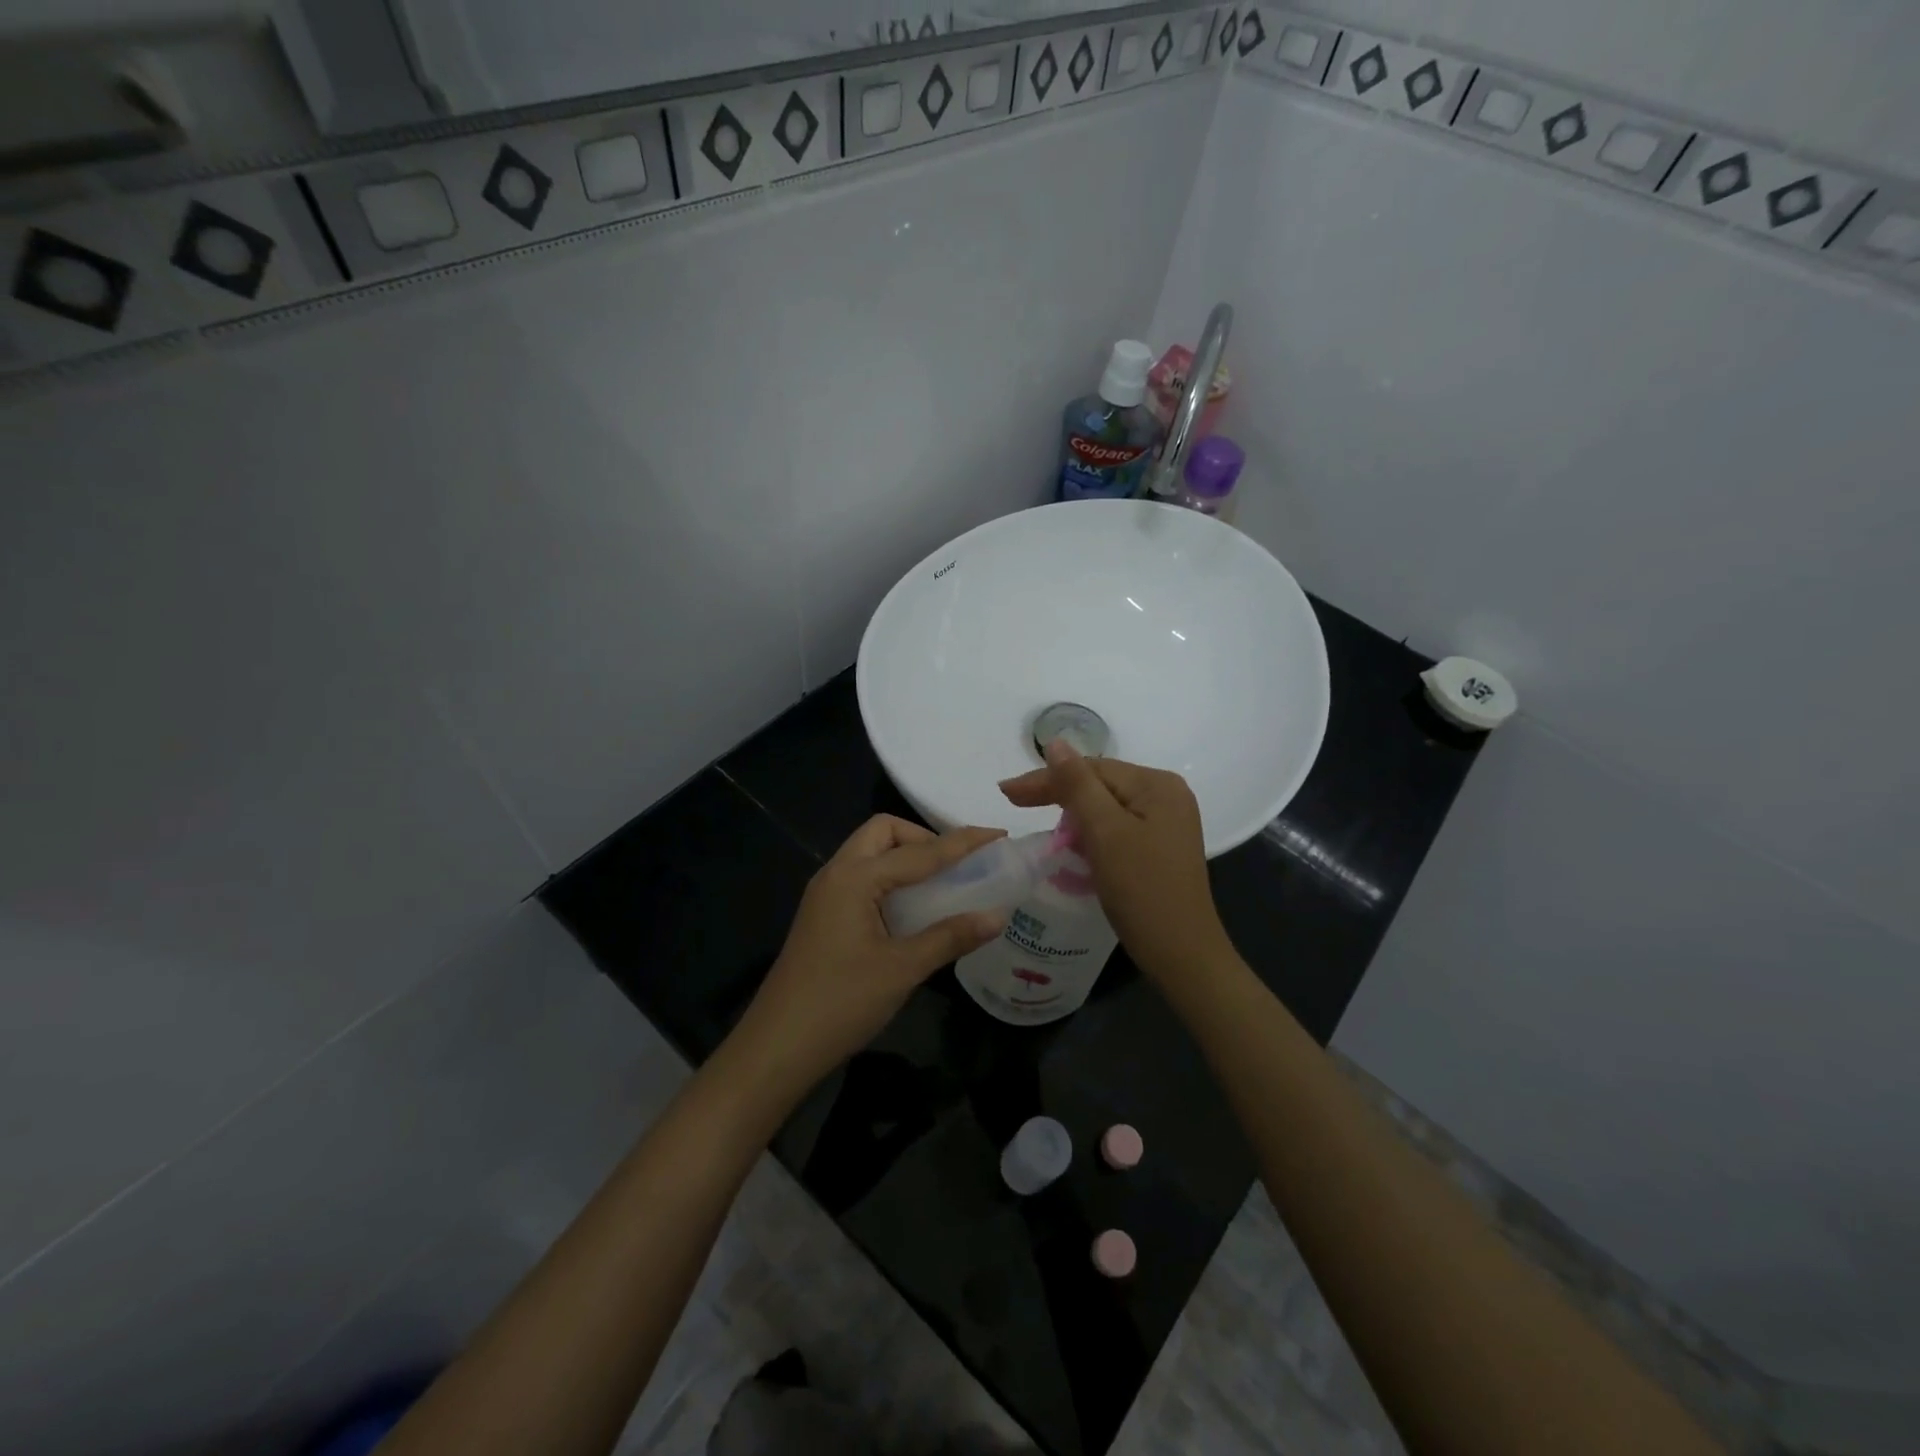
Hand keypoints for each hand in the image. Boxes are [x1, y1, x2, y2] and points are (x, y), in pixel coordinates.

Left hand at [728, 815, 1006, 1097]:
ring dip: (906, 857)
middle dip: (924, 839)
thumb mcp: (902, 969)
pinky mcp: (823, 915)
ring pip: (870, 853)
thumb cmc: (840, 1003)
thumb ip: (950, 937)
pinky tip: (911, 909)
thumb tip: (997, 915)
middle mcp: (836, 873)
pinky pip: (862, 877)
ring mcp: (825, 894)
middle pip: (884, 832)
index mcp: (854, 878)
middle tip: (957, 866)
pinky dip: (890, 878)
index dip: (962, 842)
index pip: (919, 851)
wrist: (776, 1047)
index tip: (998, 835)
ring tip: (942, 883)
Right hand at [999, 740, 1230, 983]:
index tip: (1006, 792)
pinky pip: (1116, 827)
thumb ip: (1077, 785)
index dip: (1046, 778)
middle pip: (1100, 784)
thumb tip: (1055, 742)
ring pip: (1106, 807)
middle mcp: (1167, 795)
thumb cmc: (1142, 890)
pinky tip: (1070, 841)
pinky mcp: (1160, 848)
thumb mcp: (1104, 832)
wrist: (1182, 955)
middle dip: (1057, 793)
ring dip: (1071, 813)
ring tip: (1035, 817)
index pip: (1091, 769)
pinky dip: (1090, 832)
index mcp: (1157, 785)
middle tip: (1012, 801)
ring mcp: (1166, 823)